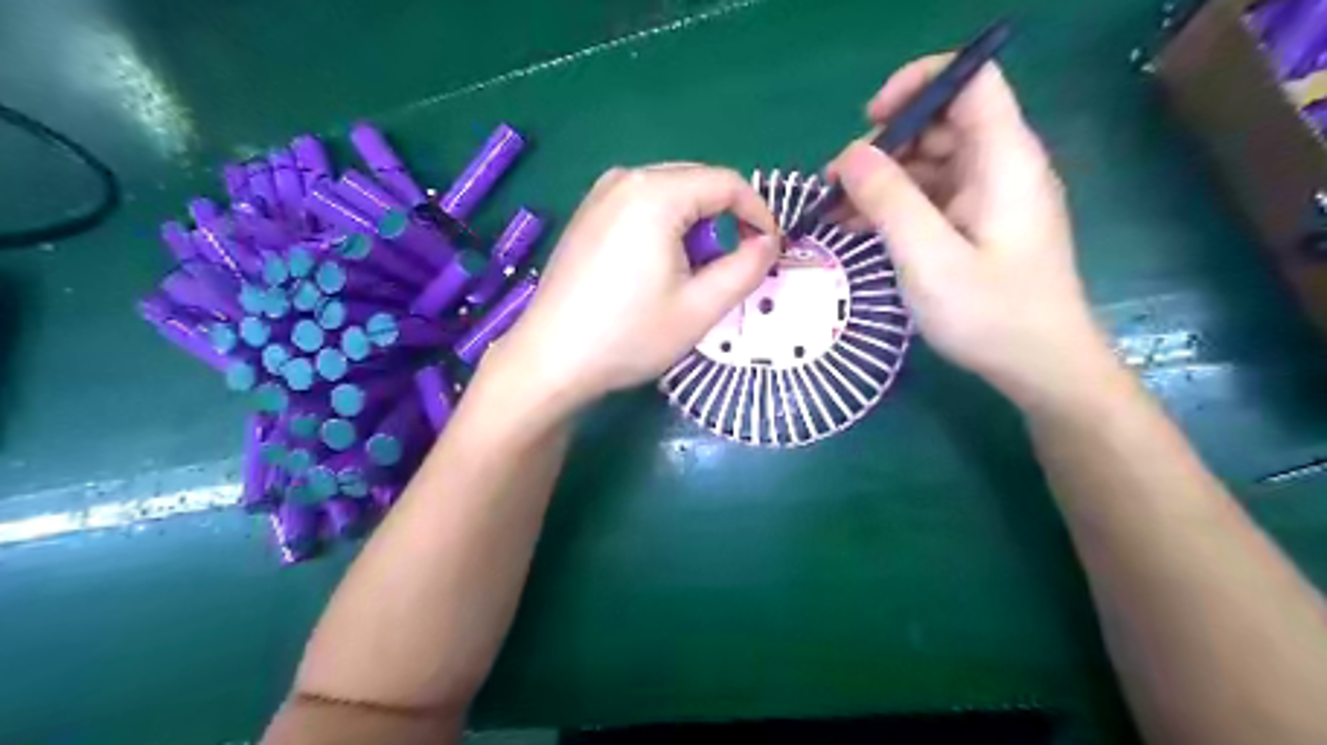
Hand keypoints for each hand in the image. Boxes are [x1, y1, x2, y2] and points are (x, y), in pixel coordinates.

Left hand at [483, 163, 780, 414]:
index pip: (727, 182)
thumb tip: (768, 242)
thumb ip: (747, 269)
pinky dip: (665, 228)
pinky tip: (657, 268)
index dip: (759, 212)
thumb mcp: (701, 308)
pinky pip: (641, 206)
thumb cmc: (629, 336)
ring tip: (694, 272)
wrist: (551, 360)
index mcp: (656, 193)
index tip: (771, 249)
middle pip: (697, 182)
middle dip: (726, 219)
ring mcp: (599, 195)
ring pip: (669, 194)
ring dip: (695, 225)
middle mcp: (625, 179)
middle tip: (735, 265)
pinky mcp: (586, 216)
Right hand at [825, 55, 1112, 410]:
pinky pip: (932, 197)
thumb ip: (889, 200)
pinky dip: (894, 206)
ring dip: (880, 181)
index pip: (971, 80)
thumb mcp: (929, 258)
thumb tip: (850, 154)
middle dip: (883, 146)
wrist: (1041, 367)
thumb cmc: (991, 315)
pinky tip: (858, 228)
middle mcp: (1001, 167)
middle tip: (834, 185)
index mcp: (1003, 159)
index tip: (870, 120)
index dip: (919, 84)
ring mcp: (990, 197)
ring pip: (929, 163)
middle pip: (940, 124)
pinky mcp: (979, 224)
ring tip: (833, 212)